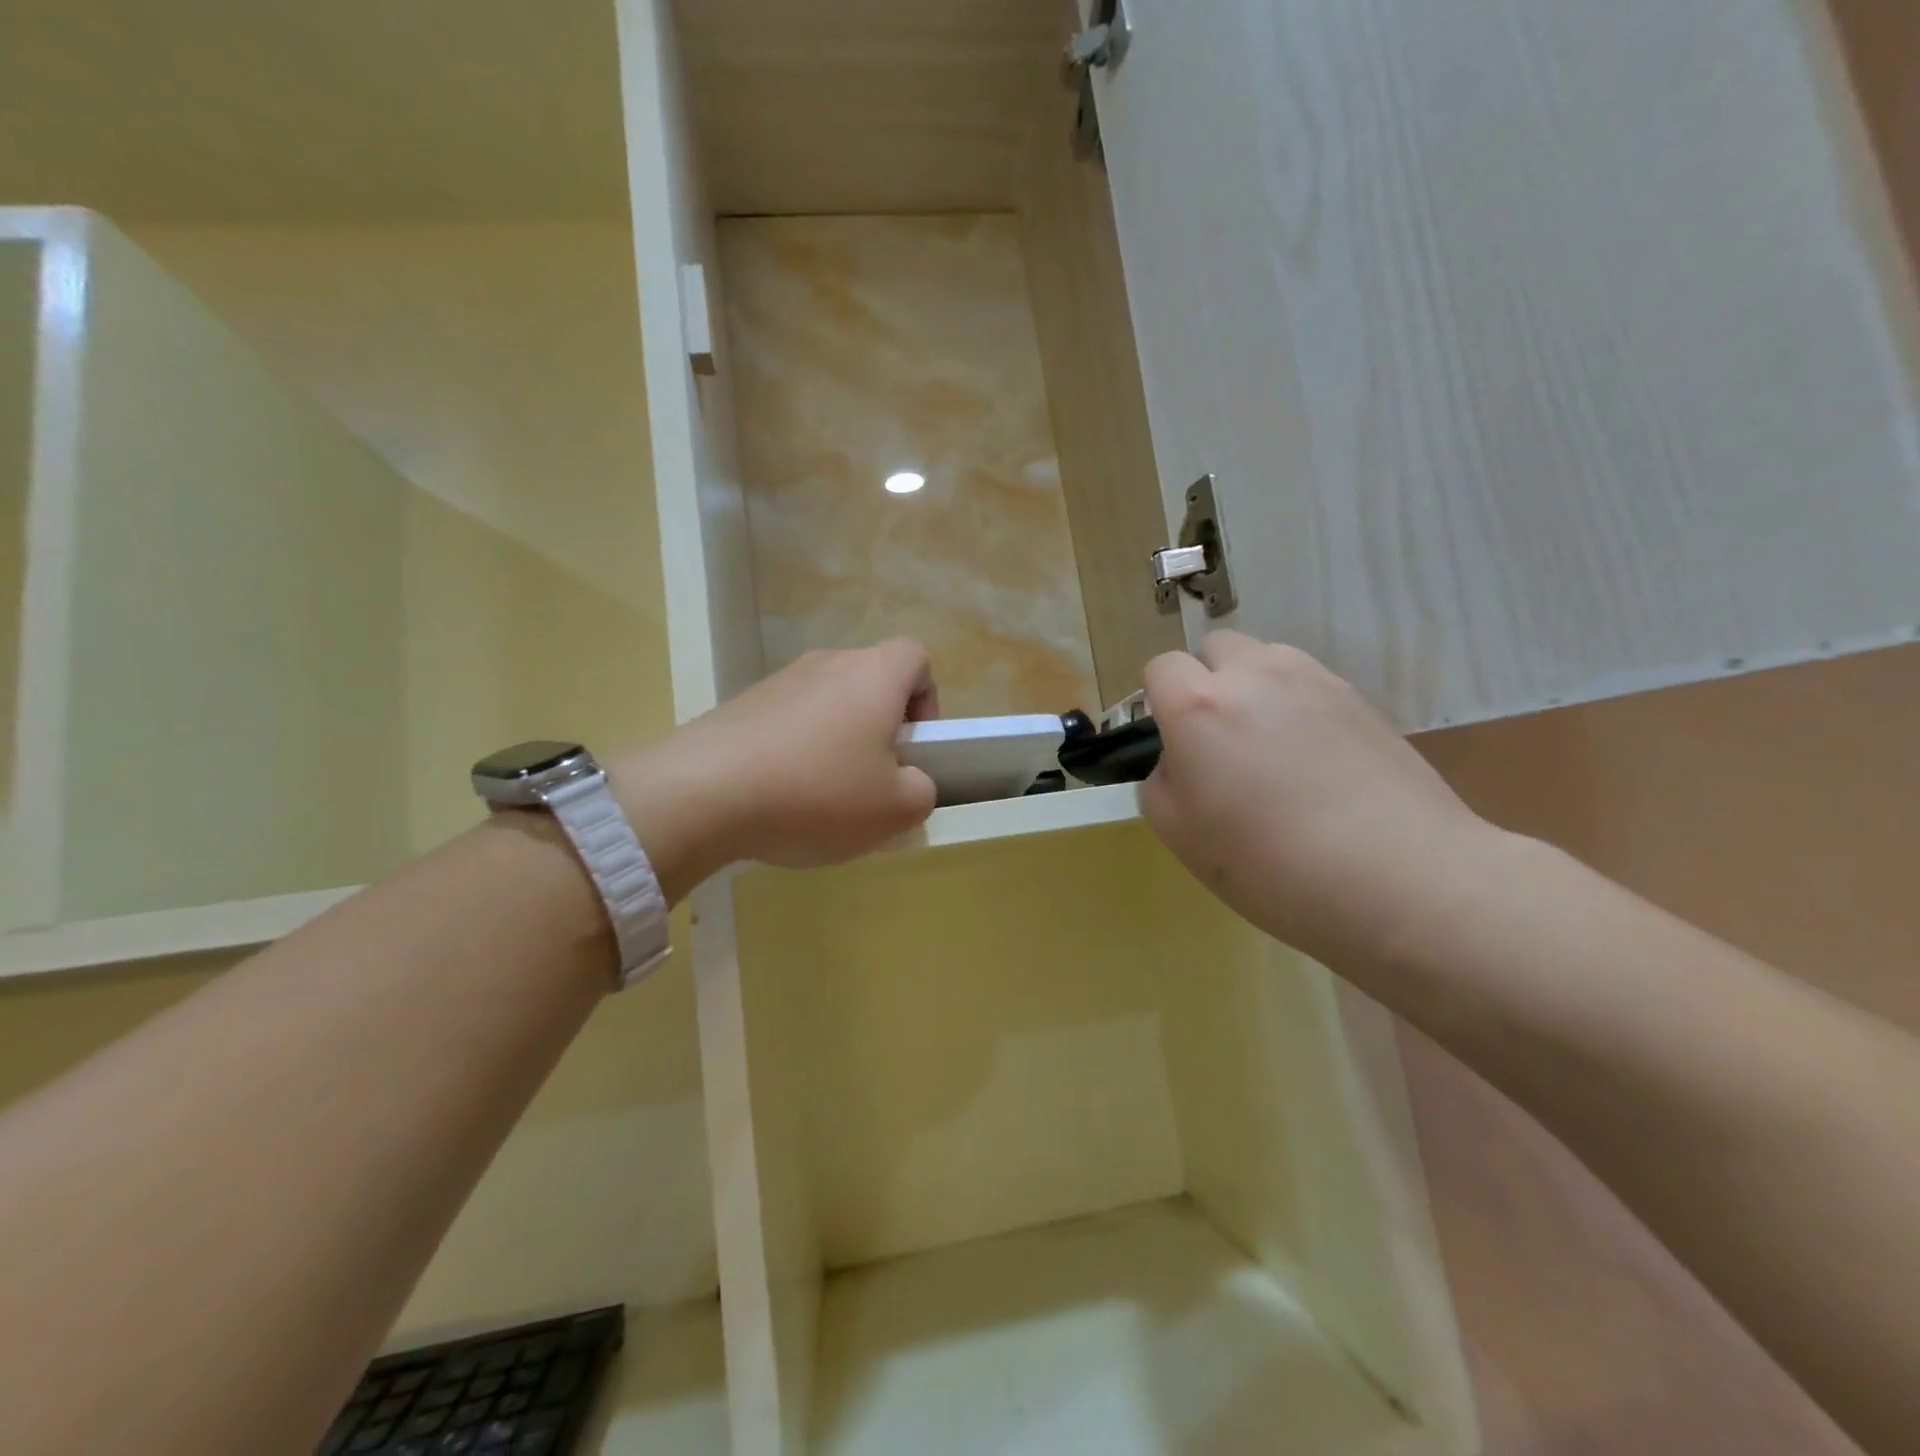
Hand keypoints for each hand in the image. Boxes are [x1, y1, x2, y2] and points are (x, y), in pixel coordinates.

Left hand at [613, 641, 939, 889]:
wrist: (703, 793)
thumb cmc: (818, 792)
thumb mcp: (894, 810)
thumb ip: (921, 791)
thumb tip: (910, 782)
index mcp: (874, 675)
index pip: (917, 658)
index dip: (926, 700)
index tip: (913, 747)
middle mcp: (827, 664)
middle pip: (870, 683)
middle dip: (880, 730)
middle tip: (872, 782)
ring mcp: (778, 682)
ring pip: (827, 705)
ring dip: (836, 744)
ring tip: (821, 800)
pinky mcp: (740, 705)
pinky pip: (786, 723)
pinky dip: (794, 753)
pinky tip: (780, 798)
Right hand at [1141, 632, 1492, 960]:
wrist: (1397, 878)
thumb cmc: (1269, 864)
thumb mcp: (1178, 834)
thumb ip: (1161, 780)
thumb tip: (1182, 760)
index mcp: (1199, 706)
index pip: (1161, 668)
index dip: (1159, 701)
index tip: (1174, 742)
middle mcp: (1254, 675)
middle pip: (1216, 649)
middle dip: (1207, 682)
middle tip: (1221, 743)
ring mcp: (1314, 680)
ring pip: (1266, 661)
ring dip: (1254, 689)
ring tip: (1272, 750)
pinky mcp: (1360, 698)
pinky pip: (1309, 685)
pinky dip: (1298, 707)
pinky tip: (1316, 762)